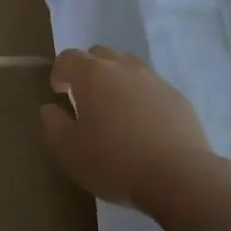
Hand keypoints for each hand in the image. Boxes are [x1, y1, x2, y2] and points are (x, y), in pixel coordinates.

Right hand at [39, 48, 210, 206]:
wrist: (179, 176)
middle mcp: (122, 67)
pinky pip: (152, 88)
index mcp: (92, 74)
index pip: (68, 58)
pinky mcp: (177, 97)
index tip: (58, 93)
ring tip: (115, 110)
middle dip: (87, 70)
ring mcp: (154, 80)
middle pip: (99, 54)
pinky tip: (144, 125)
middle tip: (85, 98)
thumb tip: (51, 108)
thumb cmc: (114, 161)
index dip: (59, 72)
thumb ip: (52, 124)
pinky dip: (142, 97)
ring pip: (128, 67)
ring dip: (116, 80)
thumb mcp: (68, 150)